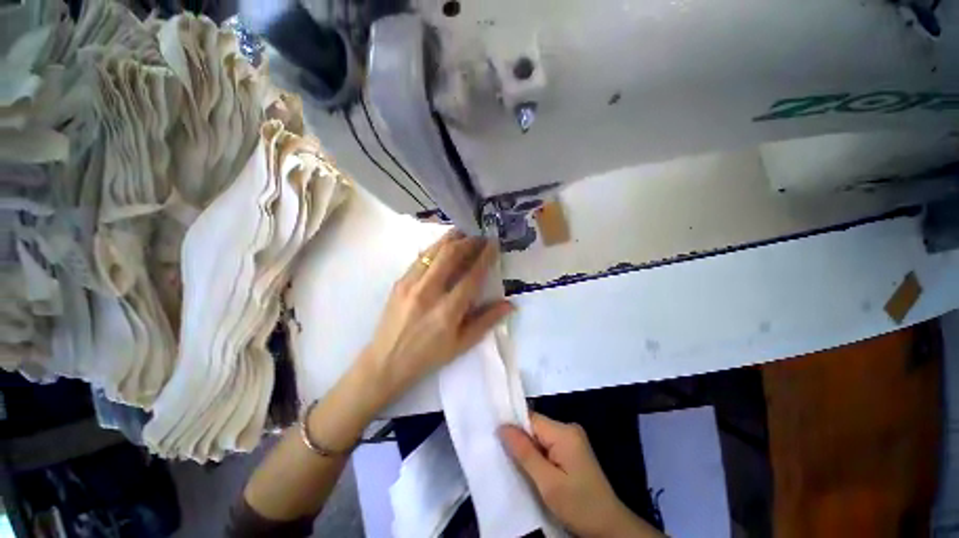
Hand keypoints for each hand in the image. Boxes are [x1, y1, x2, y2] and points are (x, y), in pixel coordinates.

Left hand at [358, 229, 512, 407]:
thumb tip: (510, 304)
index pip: (471, 276)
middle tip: (479, 235)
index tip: (493, 243)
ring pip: (433, 251)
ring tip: (464, 232)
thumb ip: (486, 321)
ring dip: (451, 239)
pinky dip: (435, 247)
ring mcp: (410, 284)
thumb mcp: (462, 344)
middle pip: (450, 255)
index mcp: (447, 311)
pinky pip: (420, 258)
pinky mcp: (399, 282)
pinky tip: (442, 245)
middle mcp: (428, 292)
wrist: (386, 362)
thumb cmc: (428, 357)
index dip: (485, 257)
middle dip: (468, 241)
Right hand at [499, 413, 663, 537]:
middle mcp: (569, 428)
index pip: (531, 419)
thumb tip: (502, 427)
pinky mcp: (572, 449)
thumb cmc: (578, 505)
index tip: (497, 440)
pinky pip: (548, 444)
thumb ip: (524, 453)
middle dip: (522, 441)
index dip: (514, 428)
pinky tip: (534, 469)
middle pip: (535, 426)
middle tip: (508, 460)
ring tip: (520, 467)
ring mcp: (572, 438)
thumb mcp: (547, 483)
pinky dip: (538, 455)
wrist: (609, 526)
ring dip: (529, 450)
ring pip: (540, 436)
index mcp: (564, 432)